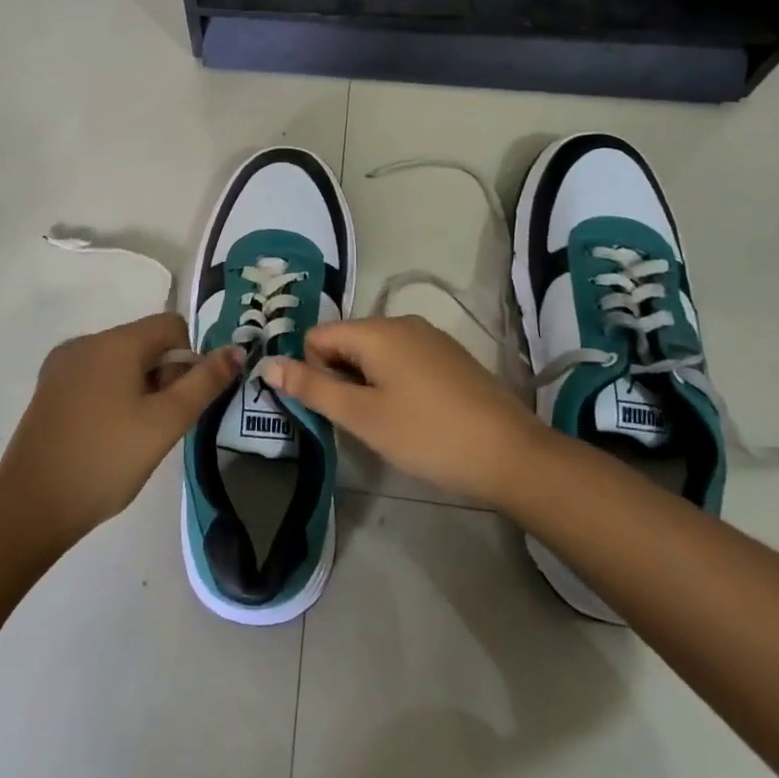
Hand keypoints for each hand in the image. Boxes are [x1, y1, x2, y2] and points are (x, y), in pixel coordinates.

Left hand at [0, 313, 241, 544]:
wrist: (32, 505)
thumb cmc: (107, 459)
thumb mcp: (165, 423)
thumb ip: (204, 383)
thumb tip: (236, 350)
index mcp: (115, 342)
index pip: (171, 325)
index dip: (189, 358)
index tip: (182, 401)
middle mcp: (86, 342)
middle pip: (144, 342)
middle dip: (163, 375)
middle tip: (161, 425)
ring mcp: (62, 365)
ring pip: (119, 362)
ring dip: (138, 388)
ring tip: (134, 436)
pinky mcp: (48, 389)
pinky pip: (94, 377)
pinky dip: (111, 396)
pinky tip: (107, 436)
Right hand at [264, 316, 542, 508]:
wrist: (512, 455)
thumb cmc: (428, 435)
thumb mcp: (362, 416)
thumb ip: (312, 388)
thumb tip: (267, 364)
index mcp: (376, 330)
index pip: (317, 337)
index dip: (314, 373)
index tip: (335, 410)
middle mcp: (401, 322)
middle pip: (345, 342)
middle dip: (340, 378)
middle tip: (360, 421)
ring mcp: (429, 337)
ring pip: (374, 353)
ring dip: (366, 384)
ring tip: (387, 423)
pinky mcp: (449, 356)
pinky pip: (401, 360)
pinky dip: (393, 383)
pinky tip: (413, 417)